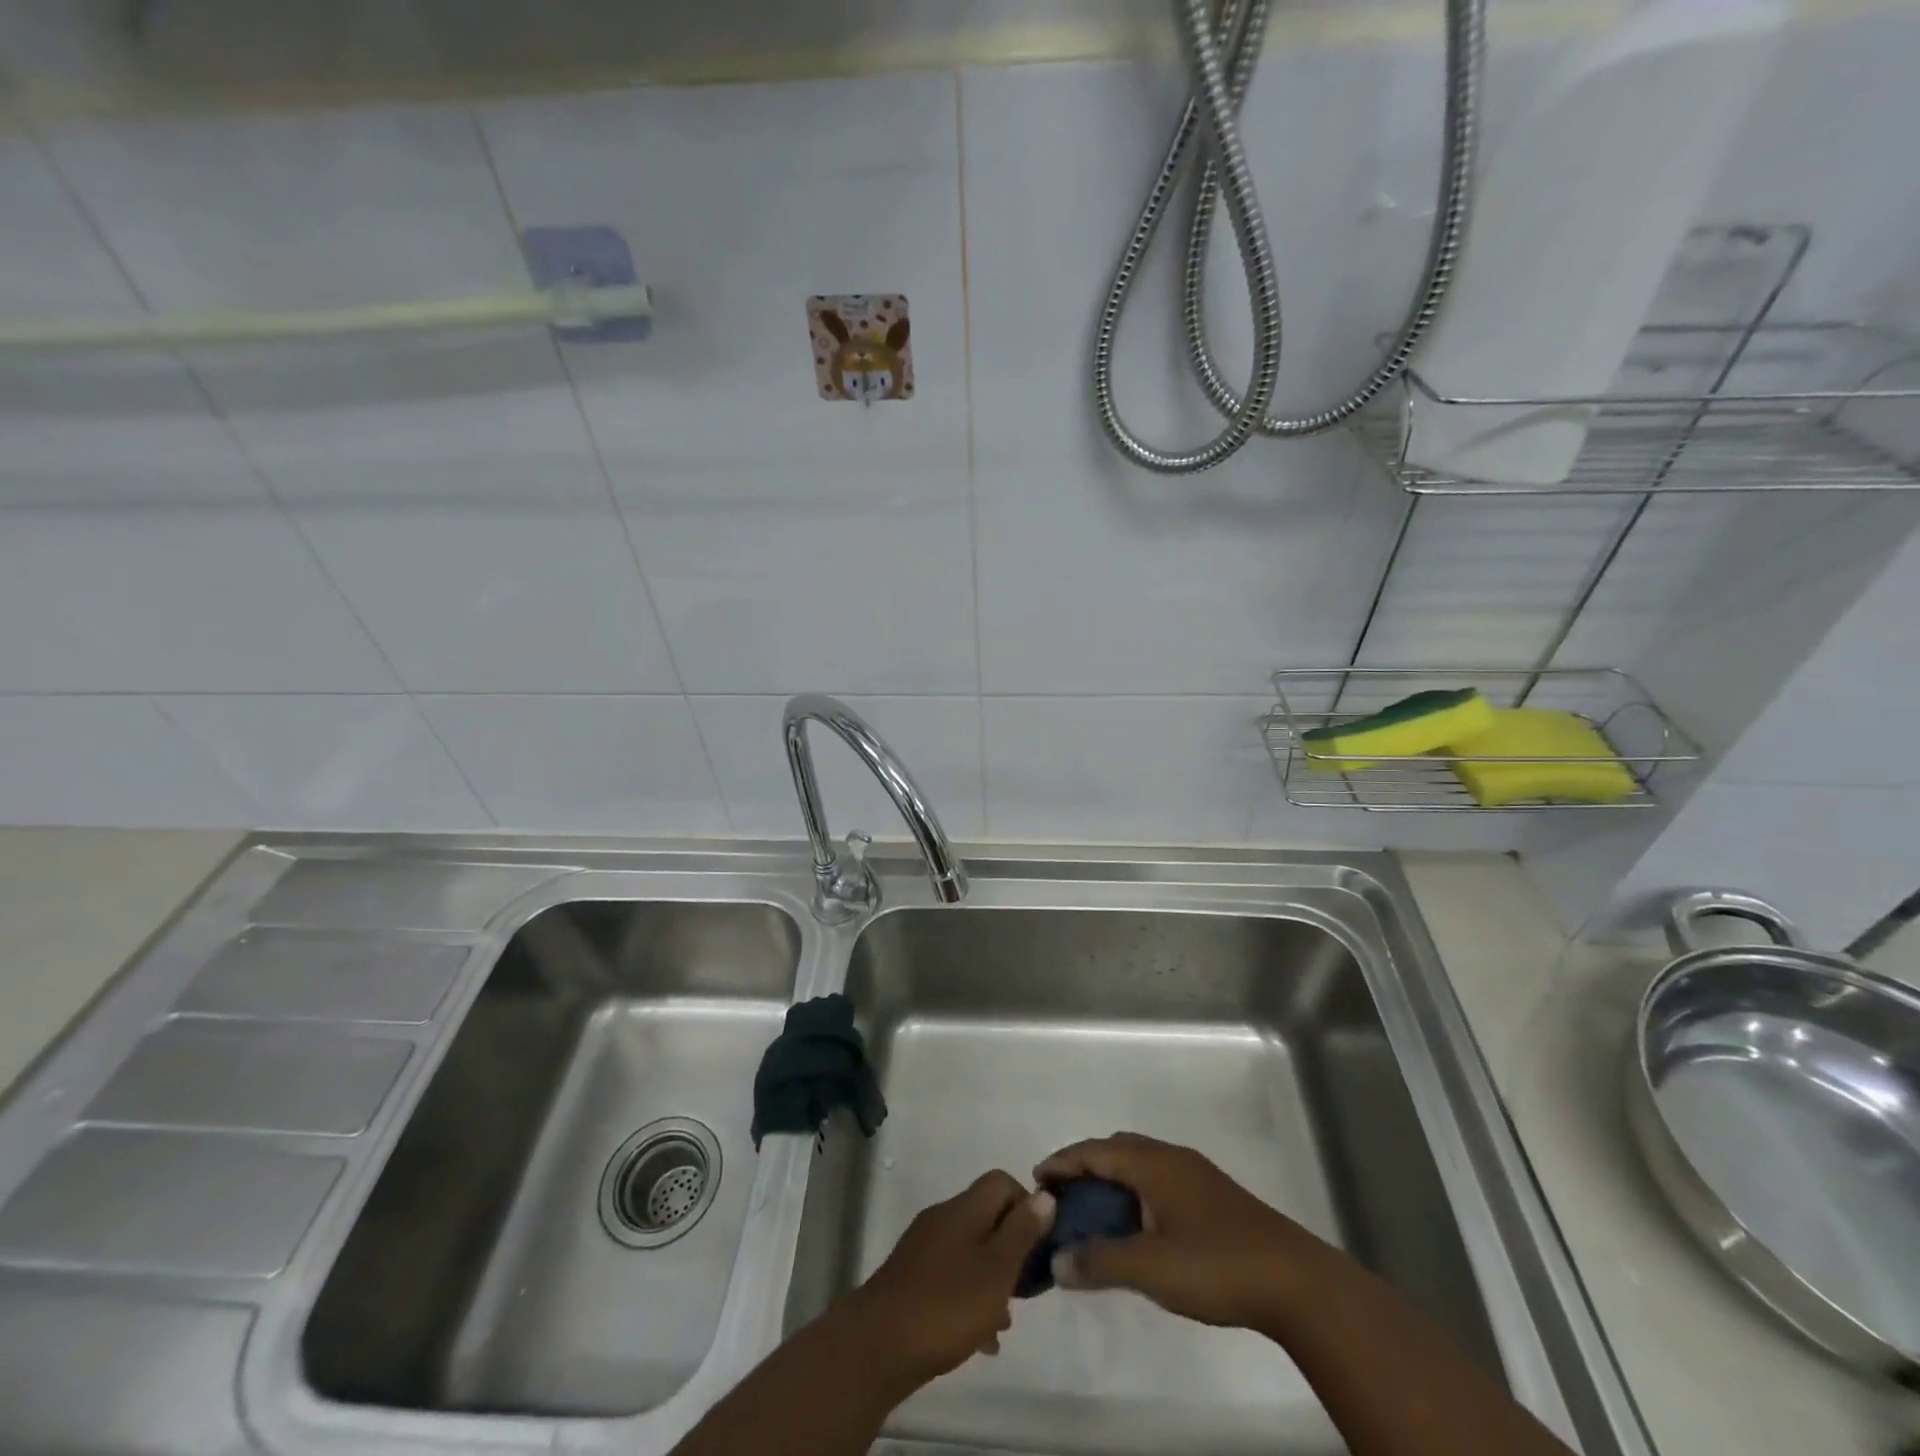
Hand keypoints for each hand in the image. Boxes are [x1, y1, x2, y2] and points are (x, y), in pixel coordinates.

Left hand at [842, 1170, 1054, 1389]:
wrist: (878, 1344)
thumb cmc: (947, 1305)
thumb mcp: (997, 1270)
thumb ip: (1022, 1232)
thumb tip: (1044, 1195)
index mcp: (964, 1208)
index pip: (1002, 1181)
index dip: (1026, 1206)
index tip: (1039, 1245)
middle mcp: (943, 1217)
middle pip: (987, 1216)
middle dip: (1011, 1247)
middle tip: (1025, 1288)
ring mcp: (924, 1246)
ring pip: (970, 1249)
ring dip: (991, 1276)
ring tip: (1004, 1320)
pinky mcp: (911, 1276)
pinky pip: (951, 1275)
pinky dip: (969, 1296)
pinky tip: (979, 1337)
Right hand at [1035, 1132, 1323, 1330]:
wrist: (1296, 1282)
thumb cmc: (1216, 1265)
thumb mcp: (1150, 1268)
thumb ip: (1100, 1262)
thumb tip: (1058, 1261)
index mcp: (1153, 1163)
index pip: (1094, 1150)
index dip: (1063, 1162)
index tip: (1036, 1179)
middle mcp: (1171, 1158)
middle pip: (1116, 1151)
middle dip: (1085, 1169)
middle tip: (1063, 1199)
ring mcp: (1196, 1176)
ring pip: (1140, 1166)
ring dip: (1112, 1183)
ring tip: (1094, 1216)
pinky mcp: (1213, 1198)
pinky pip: (1158, 1182)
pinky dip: (1136, 1195)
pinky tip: (1138, 1230)